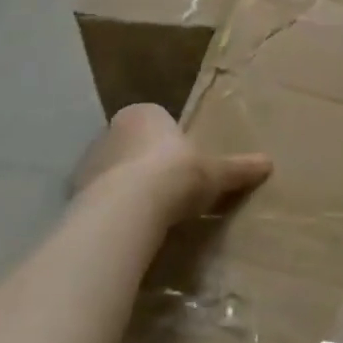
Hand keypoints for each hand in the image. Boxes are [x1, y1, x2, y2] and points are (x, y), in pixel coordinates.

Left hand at [72, 104, 271, 223]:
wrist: (129, 209)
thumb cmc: (176, 174)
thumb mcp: (217, 172)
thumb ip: (239, 168)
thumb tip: (269, 164)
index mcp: (144, 114)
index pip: (156, 121)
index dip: (169, 141)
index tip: (184, 163)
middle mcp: (110, 132)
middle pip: (132, 146)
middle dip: (146, 164)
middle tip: (169, 188)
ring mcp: (87, 165)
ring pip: (112, 173)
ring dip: (127, 188)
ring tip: (151, 212)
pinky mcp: (74, 196)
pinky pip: (99, 200)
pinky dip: (112, 210)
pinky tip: (130, 227)